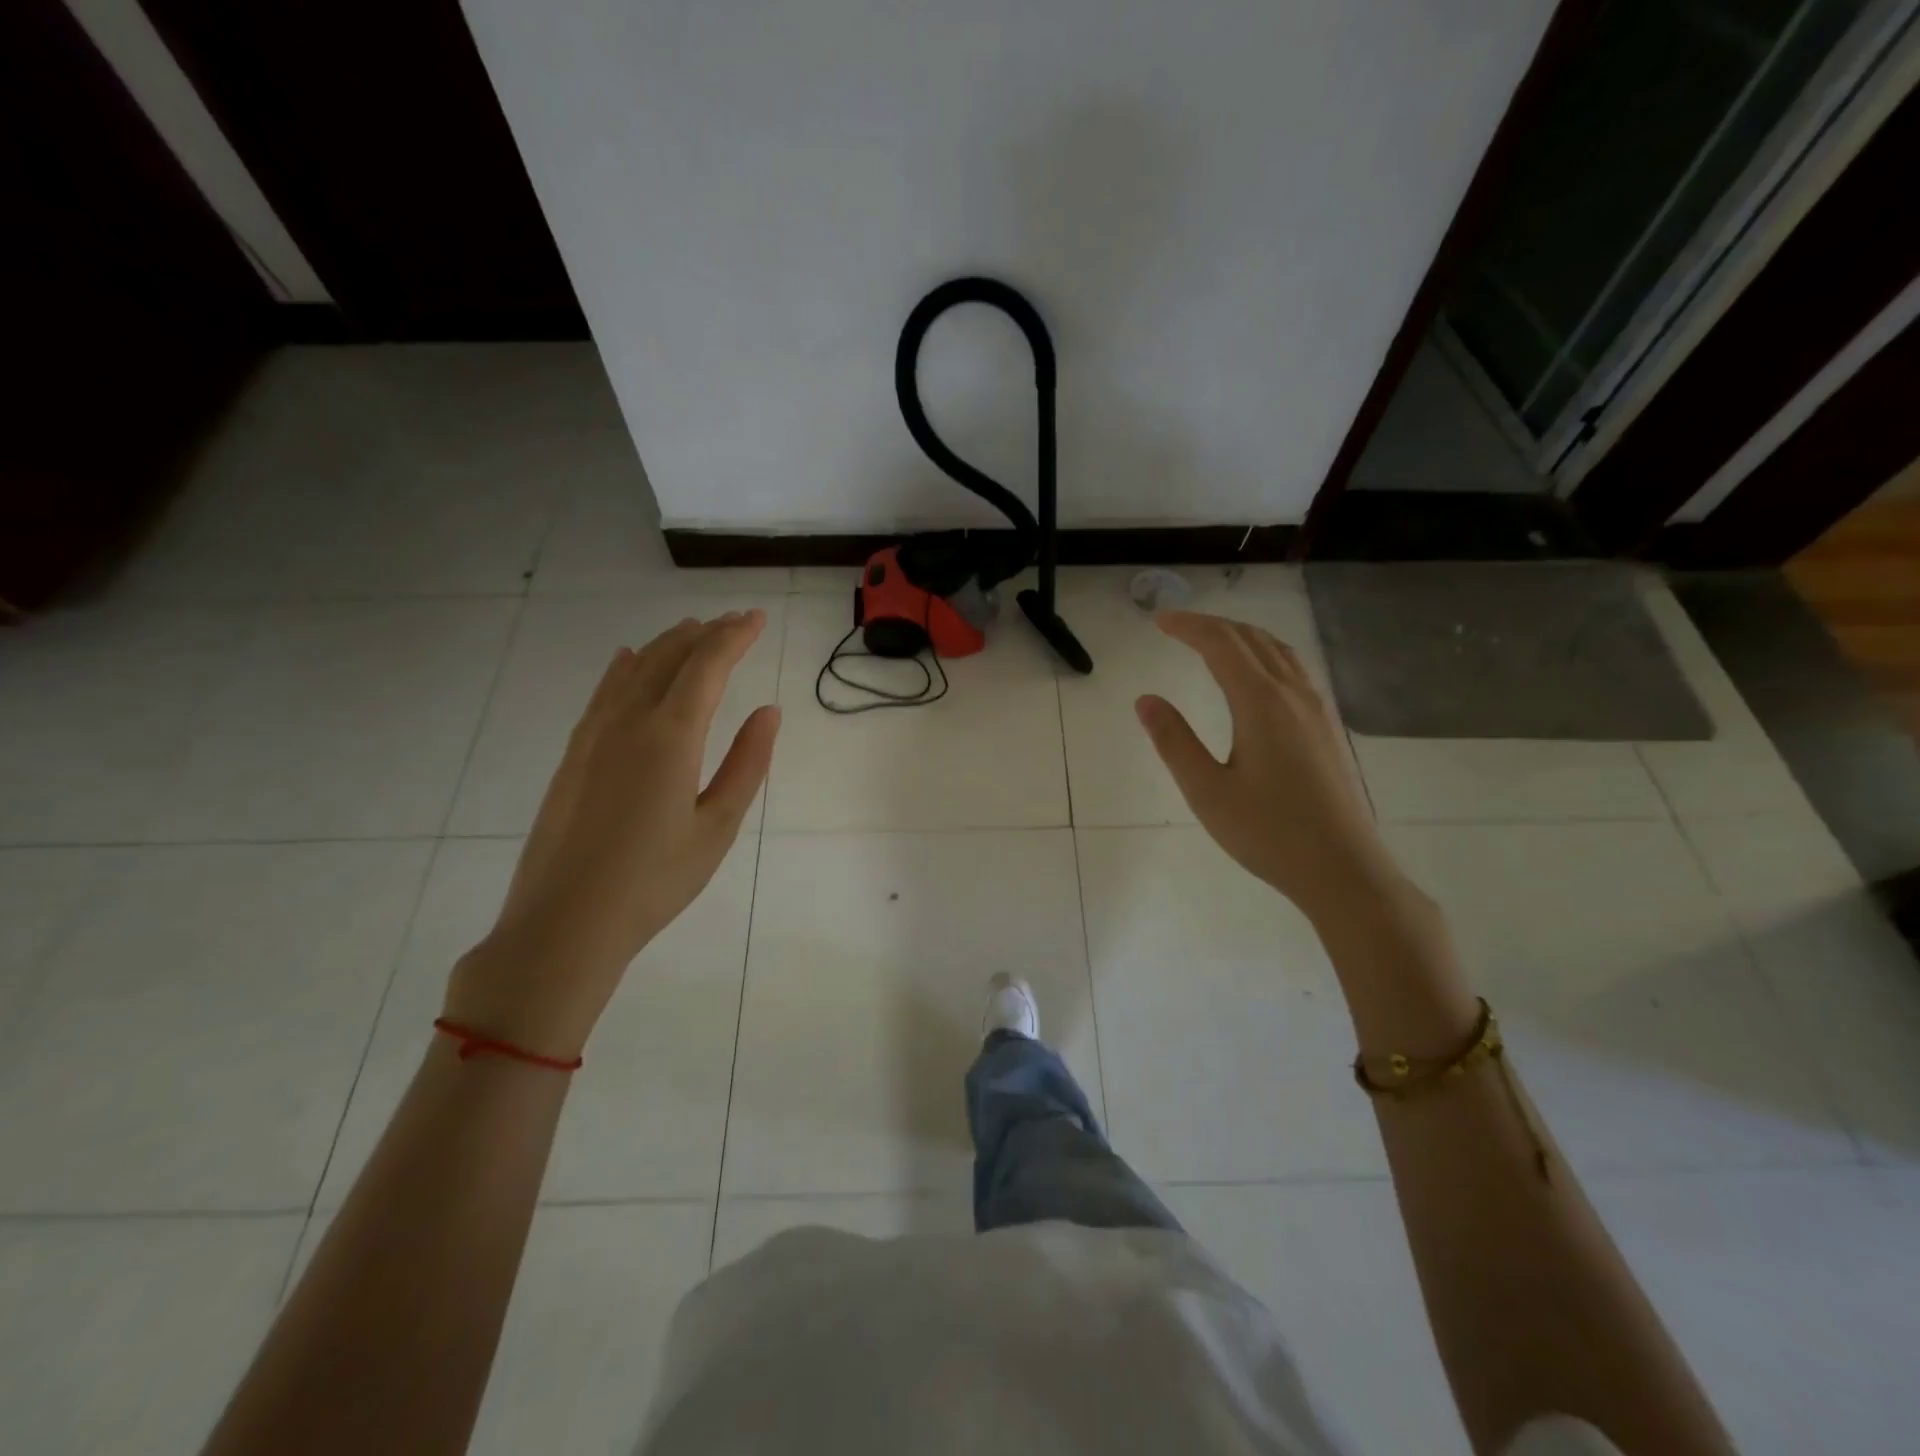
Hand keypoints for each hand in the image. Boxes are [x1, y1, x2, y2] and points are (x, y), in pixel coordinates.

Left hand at [445, 611, 779, 1058]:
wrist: (565, 922)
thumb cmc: (655, 880)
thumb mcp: (718, 826)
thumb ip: (747, 763)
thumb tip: (769, 711)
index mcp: (671, 736)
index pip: (708, 665)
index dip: (735, 637)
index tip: (758, 618)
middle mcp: (629, 721)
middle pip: (670, 657)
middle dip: (707, 633)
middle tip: (737, 621)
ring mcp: (594, 735)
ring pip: (634, 668)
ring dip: (667, 644)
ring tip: (693, 629)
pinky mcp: (574, 754)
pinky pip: (604, 691)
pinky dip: (625, 667)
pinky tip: (628, 659)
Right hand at [1134, 610, 1396, 922]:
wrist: (1343, 869)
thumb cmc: (1268, 833)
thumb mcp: (1207, 791)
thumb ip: (1174, 741)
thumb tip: (1146, 700)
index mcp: (1260, 703)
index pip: (1221, 645)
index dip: (1188, 626)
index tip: (1159, 620)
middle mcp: (1293, 694)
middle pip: (1251, 639)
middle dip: (1212, 625)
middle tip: (1177, 626)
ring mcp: (1317, 709)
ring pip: (1279, 651)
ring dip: (1242, 636)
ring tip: (1213, 641)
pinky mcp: (1328, 728)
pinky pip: (1295, 670)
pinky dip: (1266, 654)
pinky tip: (1258, 676)